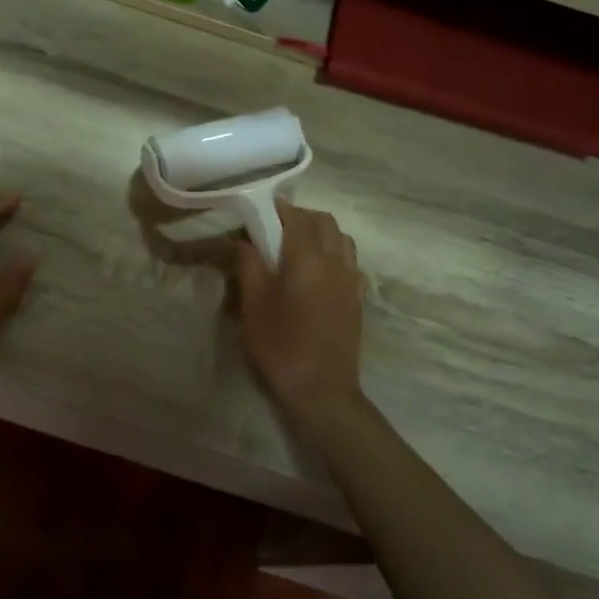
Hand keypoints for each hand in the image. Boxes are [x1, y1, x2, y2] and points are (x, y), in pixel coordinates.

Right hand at [231, 202, 365, 422]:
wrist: (321, 389)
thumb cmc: (280, 345)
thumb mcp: (253, 304)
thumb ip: (248, 264)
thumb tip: (241, 241)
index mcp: (306, 258)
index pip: (293, 216)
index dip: (274, 209)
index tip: (255, 214)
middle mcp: (334, 260)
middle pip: (323, 220)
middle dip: (299, 216)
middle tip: (273, 231)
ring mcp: (351, 278)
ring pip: (341, 237)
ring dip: (320, 233)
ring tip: (297, 249)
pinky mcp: (357, 297)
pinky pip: (350, 260)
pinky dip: (334, 253)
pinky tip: (317, 272)